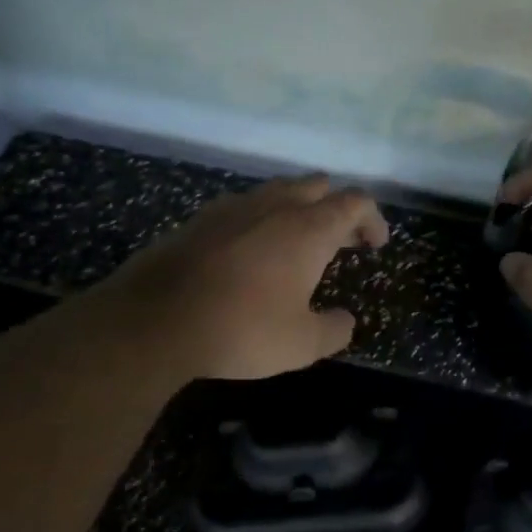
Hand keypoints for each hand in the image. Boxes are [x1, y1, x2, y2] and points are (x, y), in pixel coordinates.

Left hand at [89, 175, 389, 382]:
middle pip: (318, 186)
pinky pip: (245, 205)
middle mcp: (275, 206)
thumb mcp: (302, 344)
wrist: (156, 320)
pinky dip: (262, 219)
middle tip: (342, 241)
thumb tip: (345, 321)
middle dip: (337, 208)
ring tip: (299, 243)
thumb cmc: (242, 329)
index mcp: (309, 229)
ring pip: (278, 190)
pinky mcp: (201, 218)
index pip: (355, 202)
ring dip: (298, 208)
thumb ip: (334, 330)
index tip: (375, 245)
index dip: (372, 219)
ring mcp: (234, 207)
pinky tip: (252, 250)